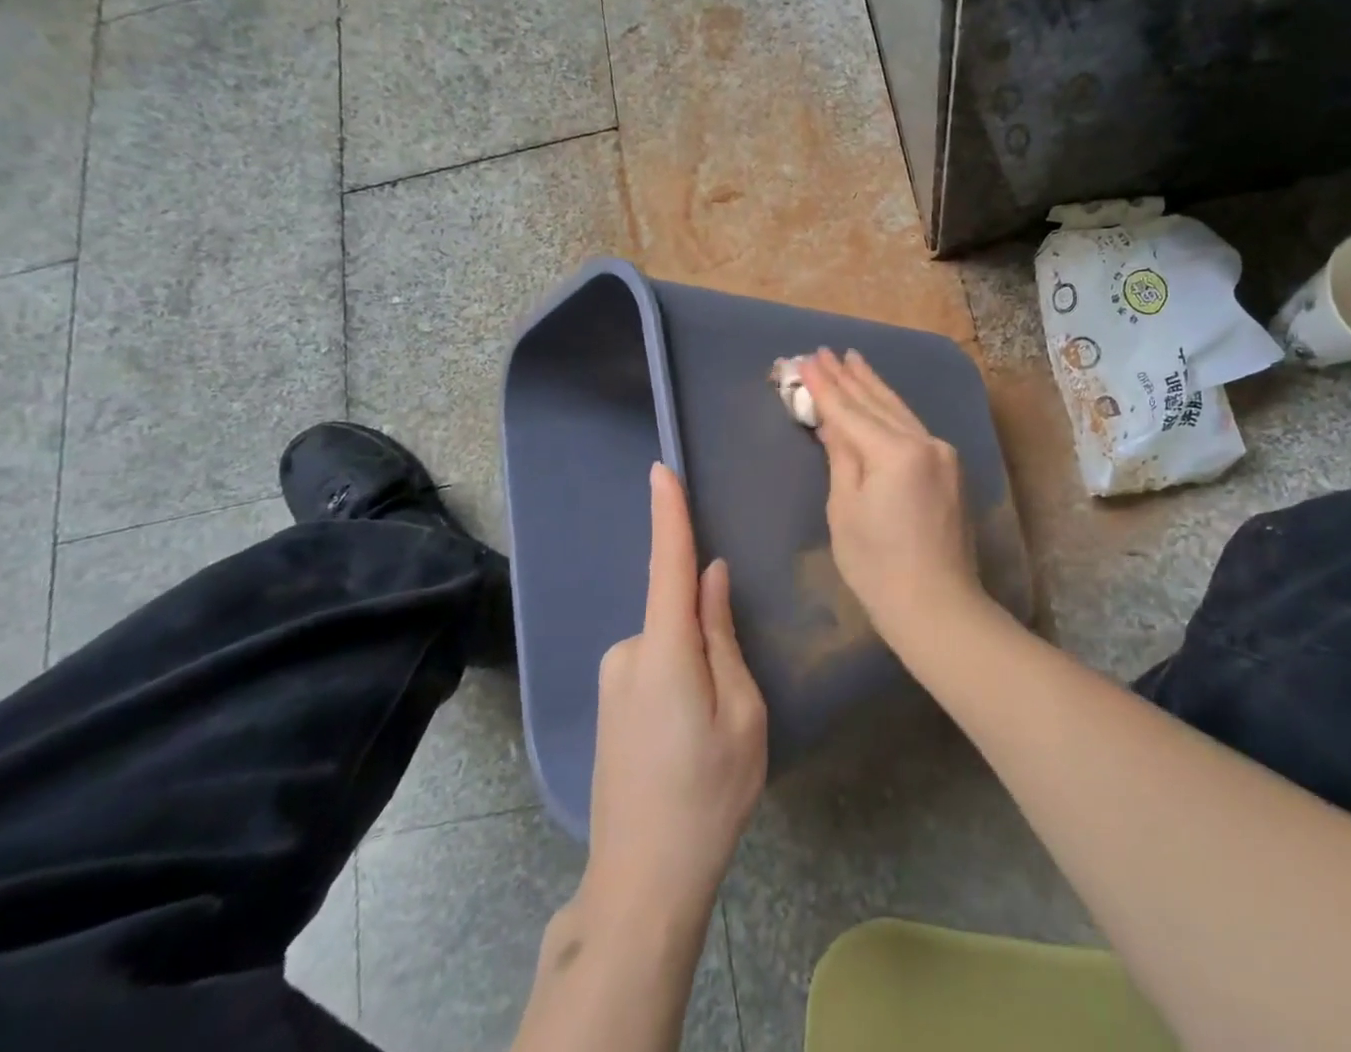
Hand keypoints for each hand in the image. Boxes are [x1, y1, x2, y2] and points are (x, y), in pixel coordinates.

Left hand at [581, 464, 767, 931]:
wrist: (642, 882)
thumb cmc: (708, 794)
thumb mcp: (742, 713)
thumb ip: (723, 635)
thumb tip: (711, 577)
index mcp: (665, 650)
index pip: (668, 564)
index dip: (668, 514)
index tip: (661, 470)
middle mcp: (628, 652)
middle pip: (678, 613)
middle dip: (710, 633)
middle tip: (733, 705)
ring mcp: (612, 679)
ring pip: (670, 643)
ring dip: (697, 665)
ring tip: (711, 734)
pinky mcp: (608, 701)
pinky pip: (654, 665)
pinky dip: (679, 680)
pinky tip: (687, 740)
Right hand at [799, 348, 986, 648]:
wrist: (938, 606)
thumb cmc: (878, 567)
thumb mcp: (845, 511)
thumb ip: (841, 457)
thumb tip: (832, 424)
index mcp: (896, 452)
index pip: (851, 412)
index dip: (825, 387)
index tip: (807, 360)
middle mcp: (925, 442)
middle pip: (878, 403)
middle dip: (849, 377)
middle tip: (826, 351)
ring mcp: (942, 454)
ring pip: (899, 411)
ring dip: (873, 386)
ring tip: (853, 359)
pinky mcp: (949, 468)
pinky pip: (912, 428)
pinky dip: (891, 410)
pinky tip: (880, 397)